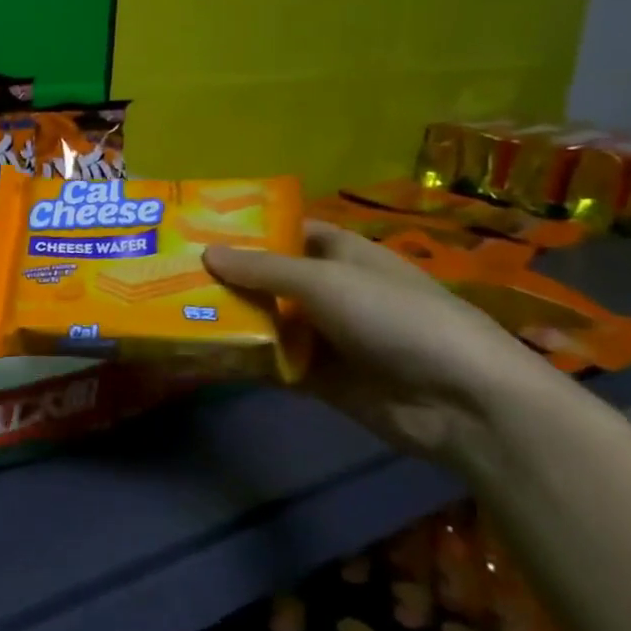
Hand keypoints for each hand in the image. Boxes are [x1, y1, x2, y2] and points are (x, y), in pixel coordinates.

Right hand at [203, 221, 563, 466]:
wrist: (461, 402)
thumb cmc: (396, 318)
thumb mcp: (326, 282)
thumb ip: (264, 269)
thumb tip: (206, 252)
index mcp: (342, 255)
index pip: (288, 233)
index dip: (249, 230)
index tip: (199, 229)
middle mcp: (331, 292)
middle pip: (269, 279)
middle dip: (227, 277)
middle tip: (169, 273)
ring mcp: (325, 337)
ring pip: (266, 322)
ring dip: (229, 319)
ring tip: (172, 311)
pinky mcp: (319, 379)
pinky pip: (272, 363)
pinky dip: (242, 360)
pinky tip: (200, 356)